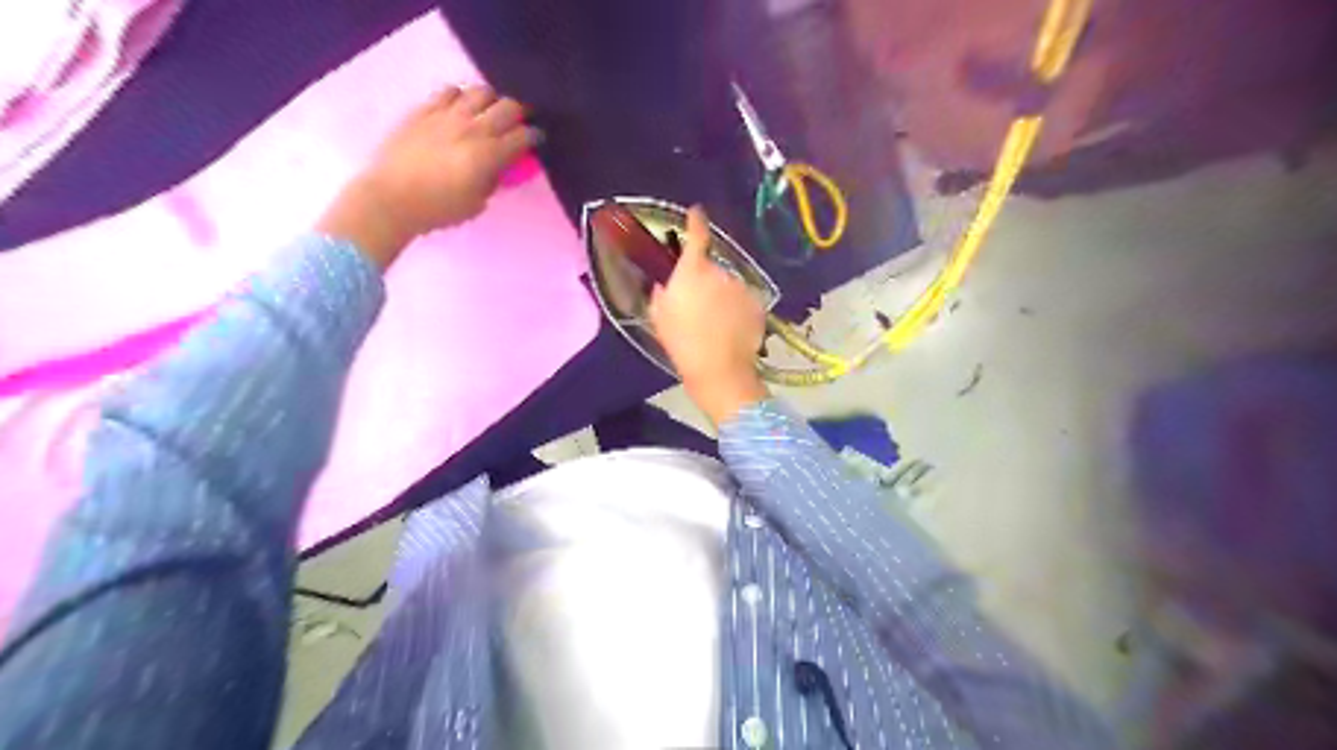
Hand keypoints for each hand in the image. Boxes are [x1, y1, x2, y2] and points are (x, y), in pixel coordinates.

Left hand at [317, 85, 536, 270]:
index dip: (535, 136)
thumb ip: (492, 181)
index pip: (523, 136)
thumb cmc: (438, 209)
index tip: (537, 139)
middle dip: (519, 113)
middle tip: (518, 122)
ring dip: (491, 101)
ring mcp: (447, 115)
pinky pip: (449, 91)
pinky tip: (459, 108)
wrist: (390, 199)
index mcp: (488, 155)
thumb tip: (499, 167)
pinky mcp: (424, 110)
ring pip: (480, 91)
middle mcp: (472, 128)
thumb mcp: (476, 203)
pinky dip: (461, 97)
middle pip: (507, 106)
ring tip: (488, 112)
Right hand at [652, 206, 767, 427]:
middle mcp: (720, 271)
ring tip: (717, 324)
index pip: (696, 235)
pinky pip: (744, 301)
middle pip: (712, 268)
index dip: (696, 221)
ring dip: (723, 297)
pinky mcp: (758, 304)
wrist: (719, 369)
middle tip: (698, 306)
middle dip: (706, 281)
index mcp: (693, 271)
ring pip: (729, 286)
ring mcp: (742, 287)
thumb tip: (667, 283)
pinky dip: (738, 310)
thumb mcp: (659, 316)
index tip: (696, 212)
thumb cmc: (682, 343)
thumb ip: (661, 292)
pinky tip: (731, 329)